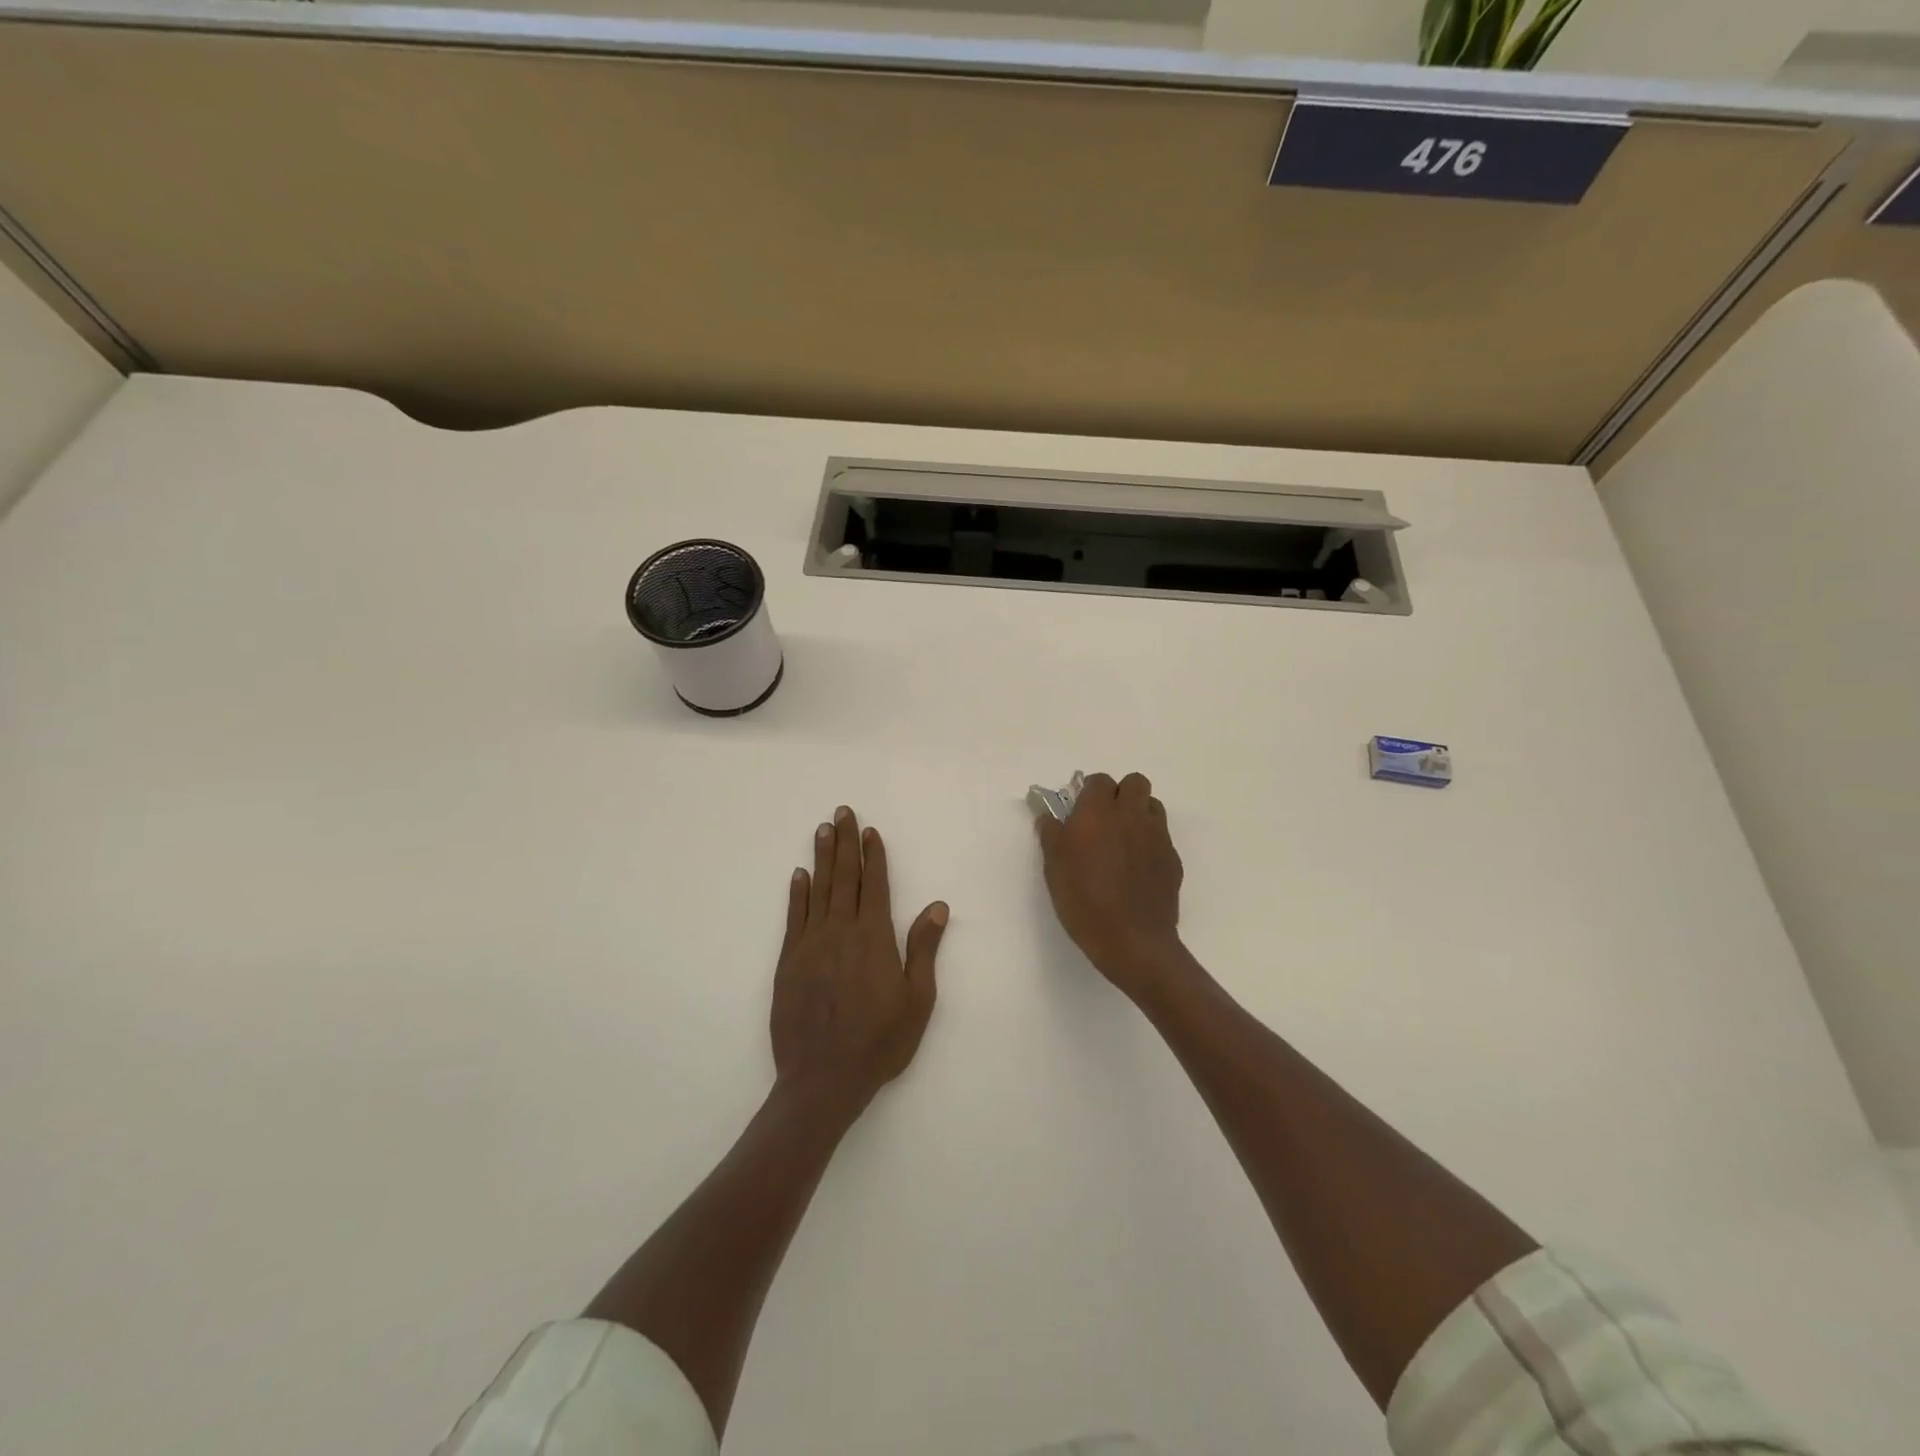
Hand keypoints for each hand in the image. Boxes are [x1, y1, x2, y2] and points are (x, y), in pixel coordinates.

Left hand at [770, 806, 948, 1117]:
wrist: (822, 1079)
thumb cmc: (879, 1042)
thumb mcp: (917, 1000)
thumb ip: (924, 949)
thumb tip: (937, 906)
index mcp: (874, 938)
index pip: (874, 885)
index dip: (873, 855)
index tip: (869, 830)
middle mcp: (841, 932)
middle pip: (844, 878)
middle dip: (844, 842)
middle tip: (841, 812)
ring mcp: (810, 945)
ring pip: (818, 890)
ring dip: (821, 858)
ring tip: (822, 830)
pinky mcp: (788, 962)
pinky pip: (794, 918)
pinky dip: (797, 893)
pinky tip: (799, 875)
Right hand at [1035, 771, 1186, 999]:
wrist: (1132, 940)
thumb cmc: (1083, 900)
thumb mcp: (1054, 868)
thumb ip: (1051, 835)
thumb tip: (1048, 817)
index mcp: (1098, 812)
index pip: (1099, 781)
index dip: (1090, 792)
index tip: (1080, 811)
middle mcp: (1131, 815)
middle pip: (1135, 782)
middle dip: (1121, 794)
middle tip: (1105, 820)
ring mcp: (1157, 836)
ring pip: (1152, 805)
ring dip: (1139, 813)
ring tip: (1123, 840)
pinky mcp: (1172, 858)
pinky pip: (1162, 836)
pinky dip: (1150, 841)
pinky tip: (1137, 868)